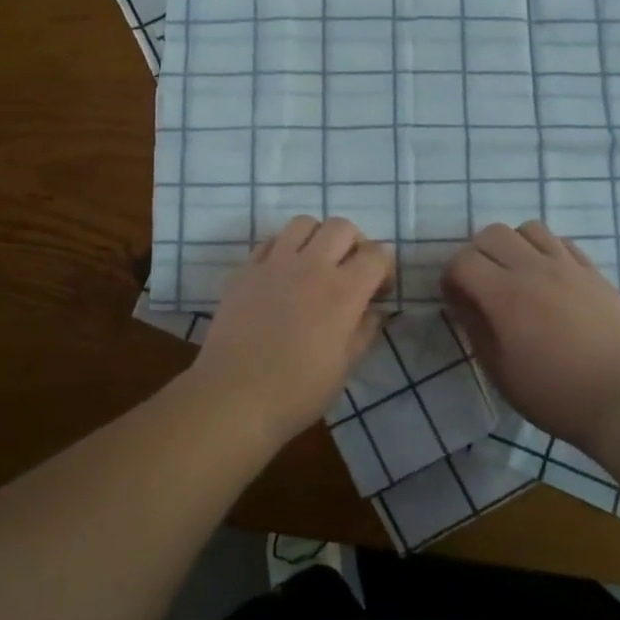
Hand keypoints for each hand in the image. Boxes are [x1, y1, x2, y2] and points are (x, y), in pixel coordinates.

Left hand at [189, 216, 394, 447]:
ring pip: (303, 223)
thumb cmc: (297, 391)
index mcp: (343, 292)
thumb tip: (372, 310)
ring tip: (316, 263)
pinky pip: (270, 241)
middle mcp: (311, 266)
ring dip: (318, 237)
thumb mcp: (345, 366)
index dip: (384, 268)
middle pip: (341, 227)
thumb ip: (364, 330)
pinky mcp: (245, 270)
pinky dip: (284, 248)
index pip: (377, 254)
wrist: (234, 396)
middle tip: (350, 269)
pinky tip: (283, 273)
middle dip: (355, 243)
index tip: (379, 290)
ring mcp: (274, 264)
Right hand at [441, 221, 619, 451]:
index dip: (450, 278)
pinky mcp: (595, 273)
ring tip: (517, 276)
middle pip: (492, 233)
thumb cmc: (555, 395)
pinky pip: (562, 243)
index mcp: (505, 295)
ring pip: (529, 229)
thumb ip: (476, 329)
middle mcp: (534, 269)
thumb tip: (463, 303)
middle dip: (477, 255)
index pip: (462, 261)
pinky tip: (550, 280)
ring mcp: (568, 267)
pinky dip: (546, 252)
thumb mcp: (500, 372)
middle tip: (482, 285)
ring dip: (513, 247)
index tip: (456, 301)